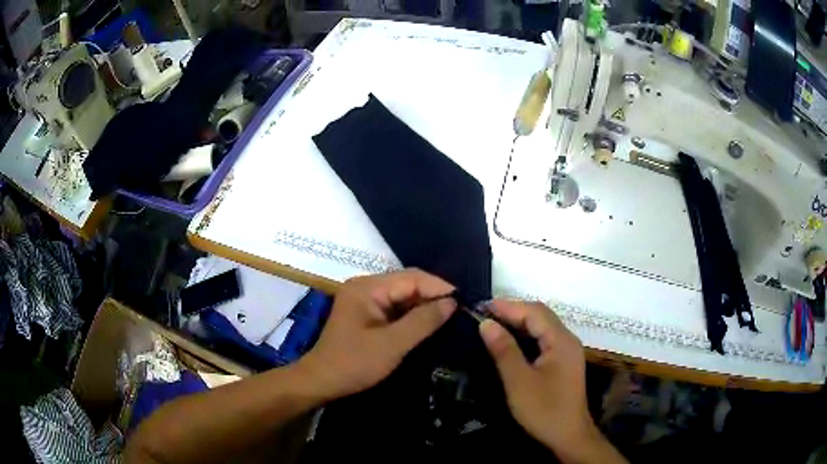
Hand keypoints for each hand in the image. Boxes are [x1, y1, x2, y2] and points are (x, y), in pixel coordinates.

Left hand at [297, 269, 455, 400]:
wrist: (322, 381)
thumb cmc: (355, 363)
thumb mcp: (392, 344)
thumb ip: (423, 321)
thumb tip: (452, 302)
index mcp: (368, 287)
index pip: (412, 278)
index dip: (439, 287)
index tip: (464, 301)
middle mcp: (365, 286)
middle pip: (407, 283)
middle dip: (433, 295)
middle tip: (460, 310)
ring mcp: (364, 299)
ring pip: (402, 296)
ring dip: (424, 305)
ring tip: (450, 316)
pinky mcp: (366, 313)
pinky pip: (395, 307)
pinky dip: (412, 314)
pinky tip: (429, 323)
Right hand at [480, 300, 620, 462]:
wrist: (568, 435)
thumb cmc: (544, 409)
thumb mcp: (519, 382)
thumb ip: (504, 350)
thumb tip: (486, 323)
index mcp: (560, 340)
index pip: (533, 312)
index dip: (507, 306)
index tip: (480, 306)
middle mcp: (567, 339)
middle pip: (541, 315)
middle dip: (513, 310)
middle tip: (485, 313)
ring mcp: (567, 350)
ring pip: (543, 325)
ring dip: (520, 321)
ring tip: (493, 323)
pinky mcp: (564, 361)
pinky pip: (545, 338)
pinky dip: (527, 334)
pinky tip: (512, 340)